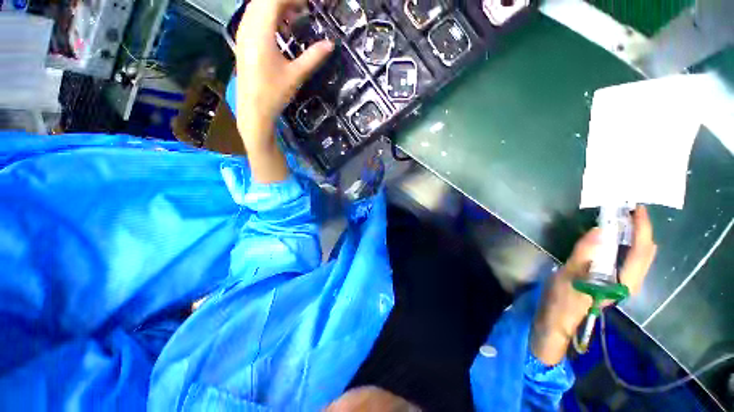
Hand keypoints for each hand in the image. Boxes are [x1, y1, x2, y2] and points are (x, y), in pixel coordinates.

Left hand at [235, 0, 333, 139]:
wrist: (253, 110)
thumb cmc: (274, 94)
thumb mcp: (296, 75)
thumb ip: (313, 57)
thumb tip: (330, 44)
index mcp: (260, 32)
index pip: (275, 0)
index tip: (311, 3)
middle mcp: (248, 26)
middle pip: (265, 0)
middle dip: (287, 0)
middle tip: (306, 7)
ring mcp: (243, 32)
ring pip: (258, 7)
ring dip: (277, 6)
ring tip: (296, 14)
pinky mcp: (244, 41)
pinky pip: (255, 17)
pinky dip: (270, 16)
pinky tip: (282, 28)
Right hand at [531, 205, 656, 365]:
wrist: (558, 318)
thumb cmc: (562, 298)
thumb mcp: (569, 275)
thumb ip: (584, 254)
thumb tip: (599, 230)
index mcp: (623, 281)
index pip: (641, 251)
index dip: (642, 228)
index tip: (636, 208)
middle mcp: (629, 281)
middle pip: (644, 252)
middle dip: (640, 229)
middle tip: (626, 210)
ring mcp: (622, 281)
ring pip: (637, 254)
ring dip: (633, 235)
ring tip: (621, 219)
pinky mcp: (613, 279)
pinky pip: (626, 257)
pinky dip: (623, 243)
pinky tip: (611, 237)